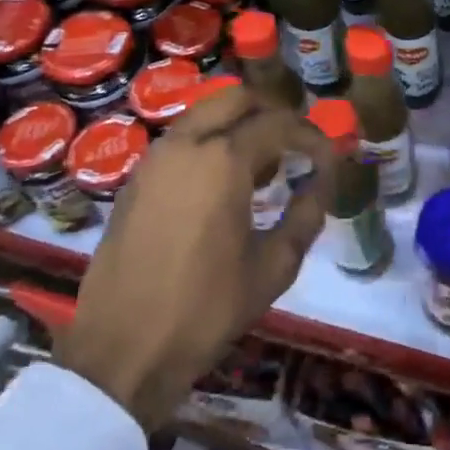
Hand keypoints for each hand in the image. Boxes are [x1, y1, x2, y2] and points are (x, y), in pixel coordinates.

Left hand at [55, 85, 336, 430]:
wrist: (122, 351)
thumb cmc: (205, 310)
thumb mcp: (273, 268)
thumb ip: (306, 215)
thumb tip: (323, 182)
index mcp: (223, 159)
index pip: (279, 124)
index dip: (311, 137)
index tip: (328, 158)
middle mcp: (186, 144)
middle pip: (236, 98)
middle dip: (271, 112)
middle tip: (293, 145)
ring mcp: (154, 159)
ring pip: (203, 114)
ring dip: (236, 125)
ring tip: (260, 166)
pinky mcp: (134, 181)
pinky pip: (180, 140)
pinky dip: (207, 143)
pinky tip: (220, 185)